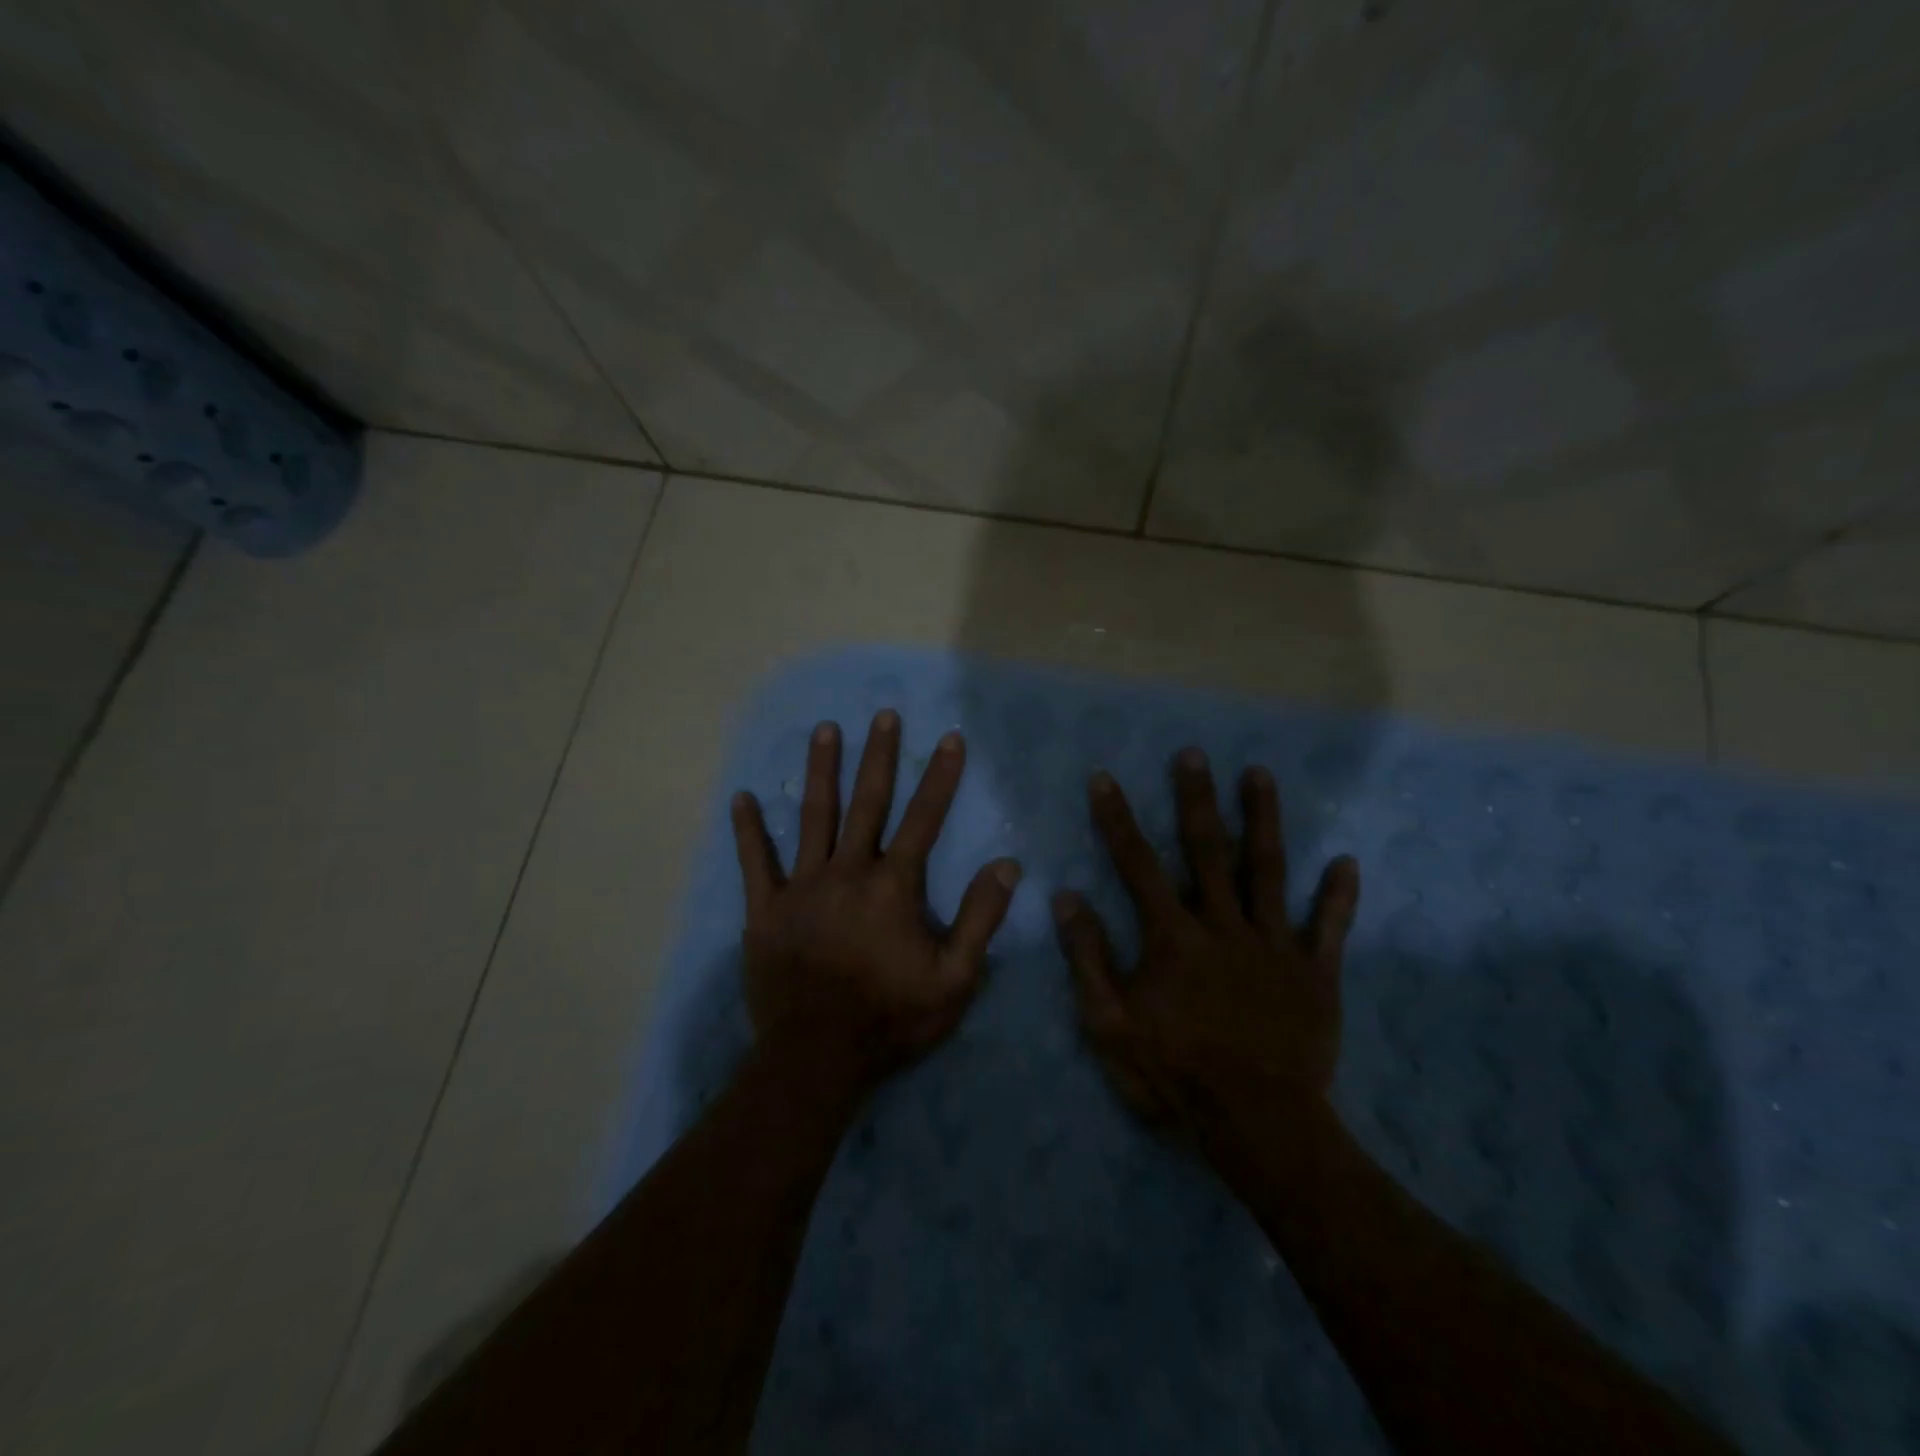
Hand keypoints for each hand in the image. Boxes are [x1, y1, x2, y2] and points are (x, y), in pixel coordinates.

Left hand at [730, 711, 1021, 1089]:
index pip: (924, 819)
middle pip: (867, 803)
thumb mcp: (955, 979)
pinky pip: (755, 863)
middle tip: (882, 715)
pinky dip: (748, 831)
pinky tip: (741, 798)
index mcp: (894, 886)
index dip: (940, 777)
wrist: (816, 1057)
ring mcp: (802, 887)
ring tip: (825, 730)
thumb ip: (981, 919)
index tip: (949, 738)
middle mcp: (848, 872)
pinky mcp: (765, 910)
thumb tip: (1007, 865)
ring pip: (813, 817)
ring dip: (820, 771)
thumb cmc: (892, 1018)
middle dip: (878, 756)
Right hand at [1052, 749, 1360, 1136]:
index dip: (1117, 820)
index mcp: (1172, 937)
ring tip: (1259, 775)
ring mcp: (1273, 945)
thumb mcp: (1109, 1023)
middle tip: (1194, 754)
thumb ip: (1088, 957)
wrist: (1258, 1125)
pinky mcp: (1314, 972)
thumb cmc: (1174, 1074)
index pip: (1137, 865)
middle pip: (1207, 851)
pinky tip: (1346, 862)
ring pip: (1269, 870)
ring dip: (1263, 820)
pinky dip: (1338, 895)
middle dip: (1196, 799)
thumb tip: (1066, 897)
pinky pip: (1328, 927)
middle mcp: (1223, 926)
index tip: (1105, 779)